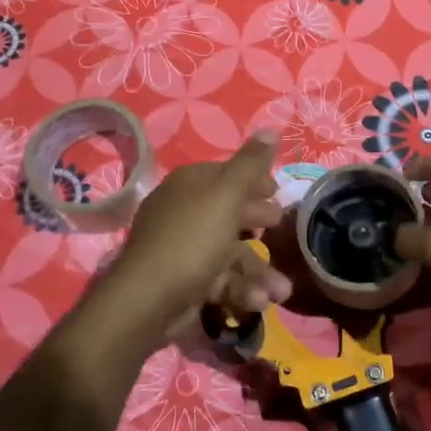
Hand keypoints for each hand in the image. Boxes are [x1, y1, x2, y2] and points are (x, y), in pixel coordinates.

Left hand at [107, 133, 290, 338]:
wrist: (149, 300)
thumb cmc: (193, 239)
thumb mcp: (227, 195)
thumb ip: (251, 163)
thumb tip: (271, 127)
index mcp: (190, 184)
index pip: (226, 174)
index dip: (254, 180)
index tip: (278, 191)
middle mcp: (184, 211)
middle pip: (229, 211)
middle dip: (260, 222)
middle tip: (280, 228)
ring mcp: (183, 248)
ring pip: (230, 252)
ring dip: (258, 270)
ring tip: (281, 290)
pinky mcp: (185, 281)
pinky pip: (219, 279)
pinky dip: (241, 290)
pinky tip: (259, 302)